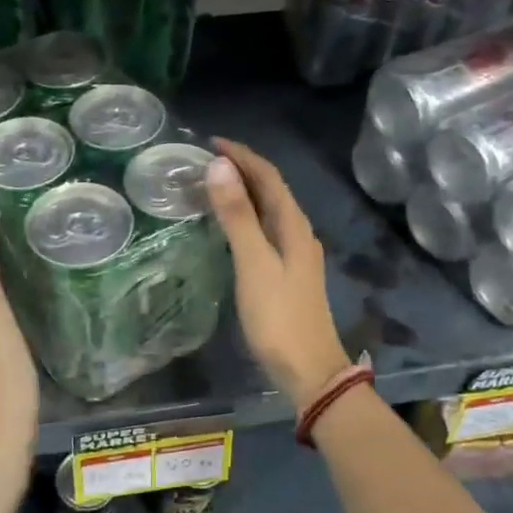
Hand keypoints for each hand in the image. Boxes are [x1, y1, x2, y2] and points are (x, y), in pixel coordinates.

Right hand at [205, 138, 350, 409]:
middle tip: (204, 160)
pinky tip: (230, 226)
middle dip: (242, 169)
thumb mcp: (253, 263)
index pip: (269, 177)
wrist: (308, 370)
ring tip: (212, 185)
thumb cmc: (278, 317)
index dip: (242, 156)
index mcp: (293, 225)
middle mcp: (298, 233)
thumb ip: (237, 216)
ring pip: (268, 210)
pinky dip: (245, 216)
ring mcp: (295, 254)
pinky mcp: (287, 273)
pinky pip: (265, 229)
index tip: (210, 142)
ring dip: (244, 192)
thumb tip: (219, 166)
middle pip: (271, 190)